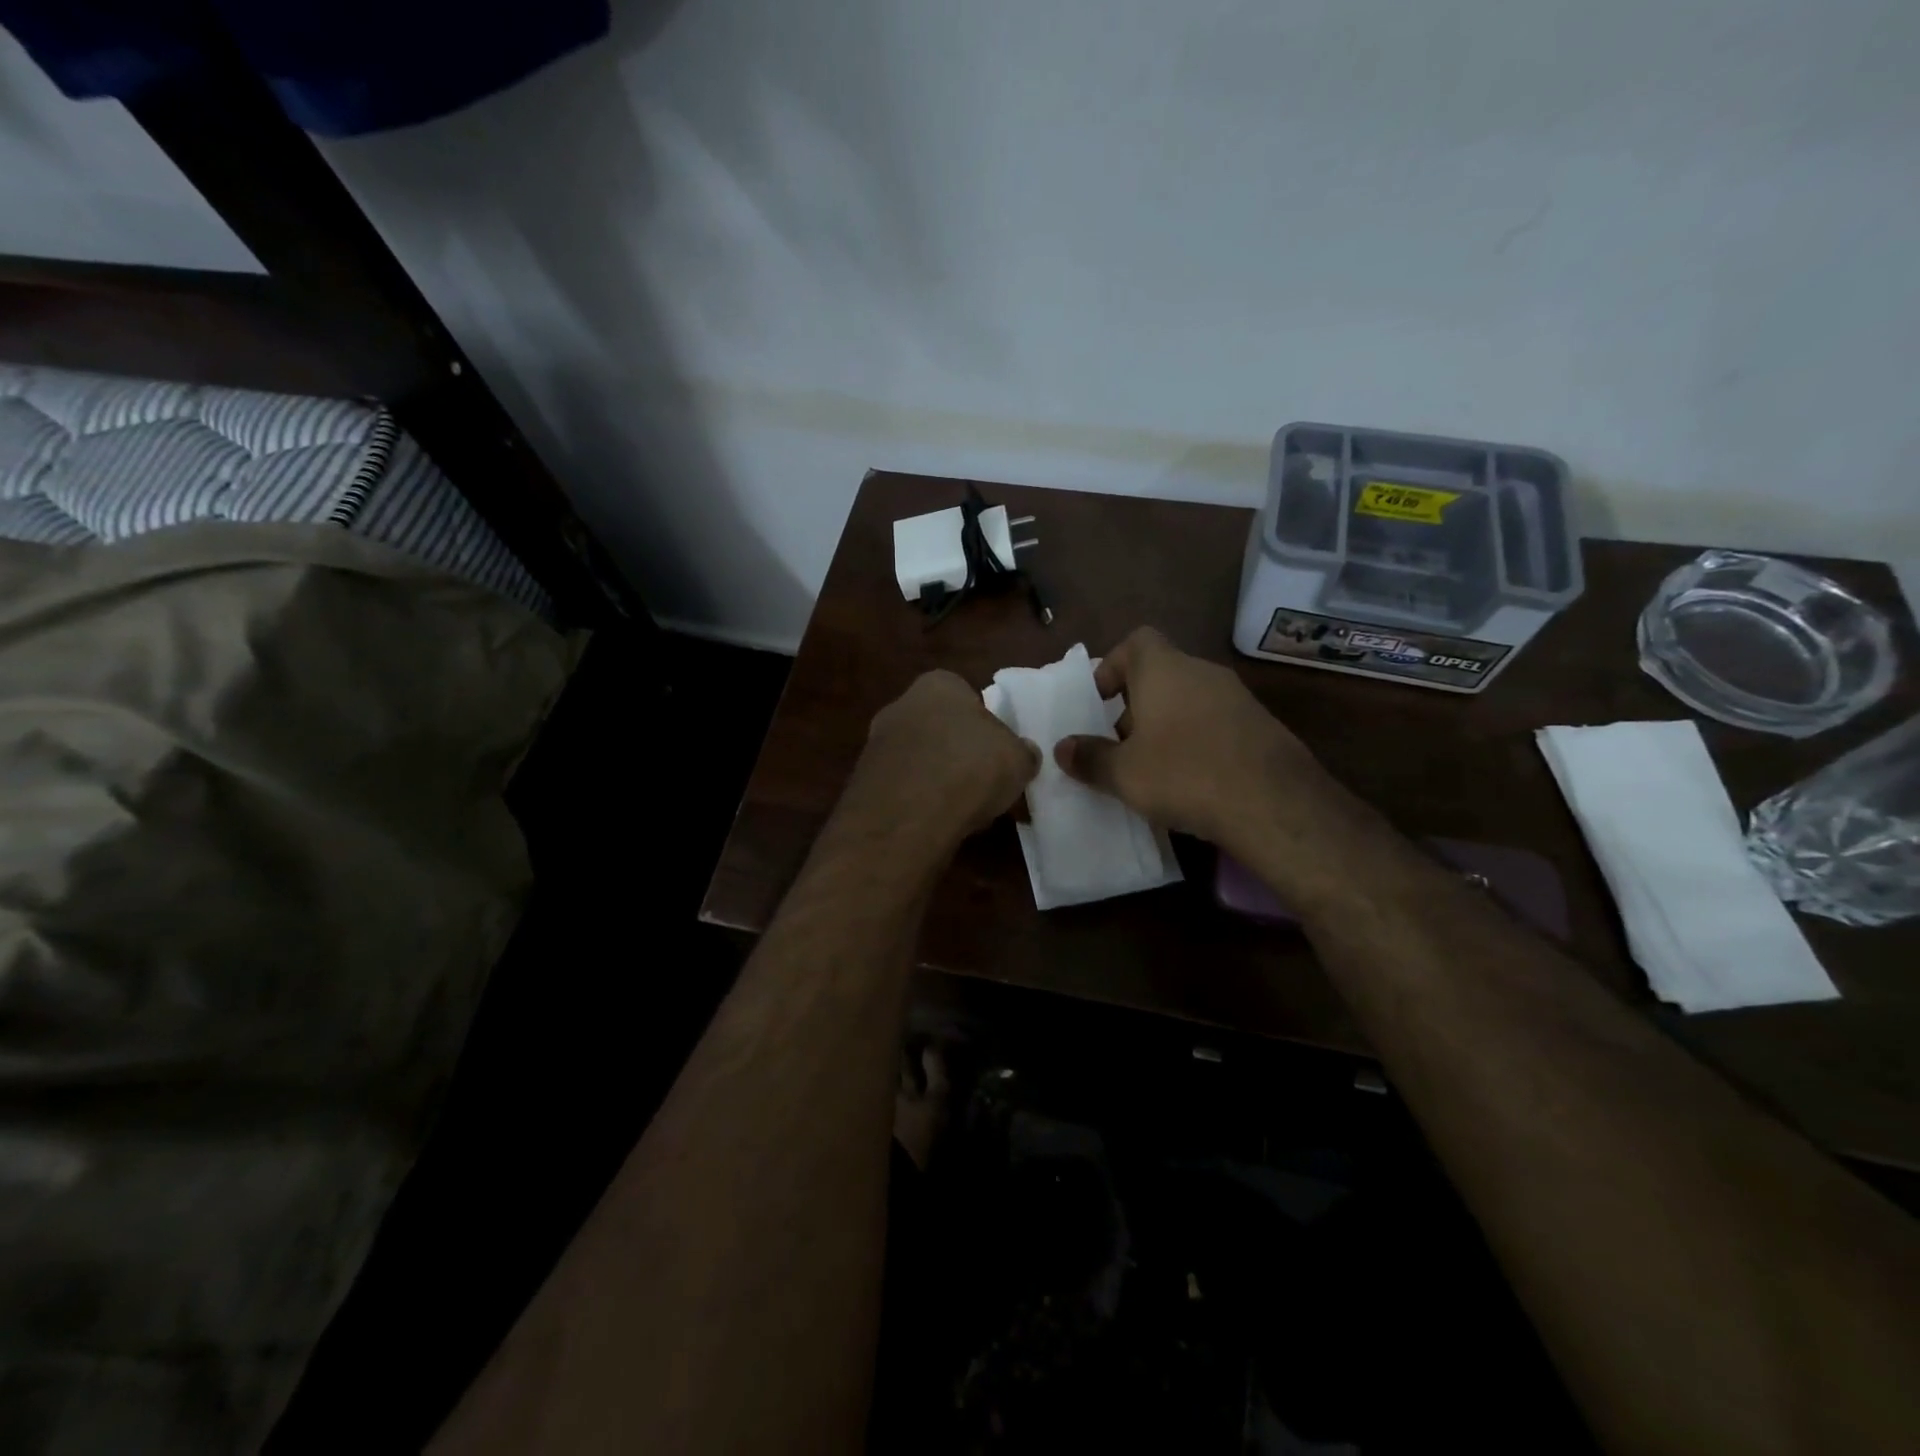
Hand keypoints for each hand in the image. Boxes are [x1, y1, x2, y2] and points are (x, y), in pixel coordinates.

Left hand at [850, 670, 1039, 845]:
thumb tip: (1024, 754)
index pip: (965, 695)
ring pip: (918, 760)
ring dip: (936, 780)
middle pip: (938, 727)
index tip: (996, 753)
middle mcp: (900, 705)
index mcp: (938, 684)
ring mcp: (875, 744)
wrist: (908, 815)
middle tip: (981, 782)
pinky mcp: (862, 782)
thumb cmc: (971, 768)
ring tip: (962, 811)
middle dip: (957, 752)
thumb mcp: (1018, 759)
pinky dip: (917, 803)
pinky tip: (935, 824)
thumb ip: (1022, 752)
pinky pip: (901, 789)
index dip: (984, 724)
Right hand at [1053, 627, 1337, 858]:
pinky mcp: (1261, 727)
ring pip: (1188, 702)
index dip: (1112, 667)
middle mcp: (1202, 673)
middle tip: (1118, 747)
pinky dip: (1196, 743)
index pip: (1136, 641)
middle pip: (1160, 676)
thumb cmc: (1184, 774)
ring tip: (1151, 770)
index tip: (1098, 703)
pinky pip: (1215, 725)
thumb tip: (1062, 748)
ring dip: (1165, 728)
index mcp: (1164, 670)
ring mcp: (1238, 698)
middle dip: (1134, 708)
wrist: (1275, 804)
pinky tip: (1191, 783)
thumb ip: (1089, 757)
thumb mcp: (1124, 773)